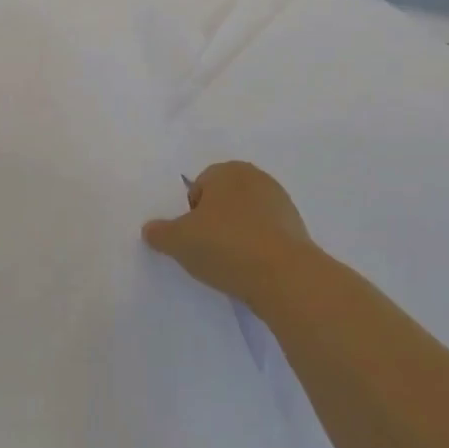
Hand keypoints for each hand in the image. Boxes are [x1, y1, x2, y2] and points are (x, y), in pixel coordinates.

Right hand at [142, 161, 315, 309]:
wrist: (284, 277)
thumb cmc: (225, 245)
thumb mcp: (177, 241)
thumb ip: (159, 232)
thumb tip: (151, 229)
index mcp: (228, 170)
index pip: (198, 186)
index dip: (190, 212)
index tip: (191, 236)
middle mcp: (257, 178)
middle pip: (223, 200)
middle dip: (213, 221)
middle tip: (206, 249)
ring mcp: (282, 203)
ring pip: (245, 218)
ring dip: (235, 235)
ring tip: (228, 262)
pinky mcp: (297, 230)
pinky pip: (265, 235)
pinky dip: (256, 248)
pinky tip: (250, 269)